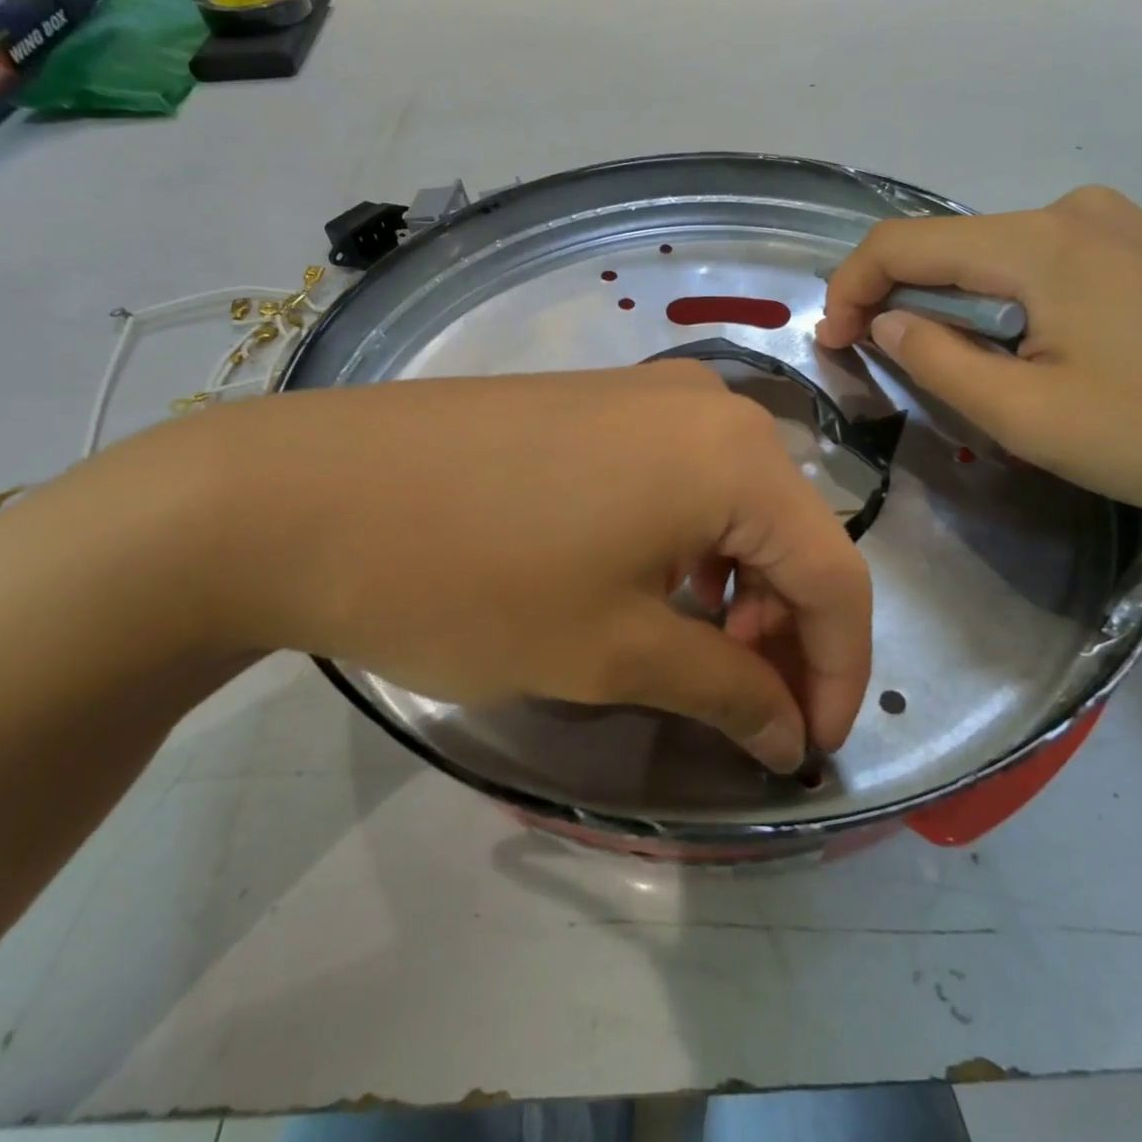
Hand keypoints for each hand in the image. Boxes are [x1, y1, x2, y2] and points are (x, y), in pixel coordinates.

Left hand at [131, 362, 871, 771]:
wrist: (302, 493)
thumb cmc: (473, 579)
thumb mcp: (613, 652)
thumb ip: (725, 692)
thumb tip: (791, 737)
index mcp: (737, 456)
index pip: (836, 576)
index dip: (839, 670)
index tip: (813, 747)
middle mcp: (712, 406)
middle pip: (789, 534)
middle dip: (785, 633)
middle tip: (750, 711)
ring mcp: (651, 393)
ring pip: (737, 506)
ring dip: (738, 589)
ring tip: (696, 655)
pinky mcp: (600, 401)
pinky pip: (682, 479)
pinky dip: (691, 545)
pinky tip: (650, 588)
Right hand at [817, 186, 1141, 550]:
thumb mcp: (1028, 414)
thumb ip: (939, 360)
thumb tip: (888, 321)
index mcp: (1037, 243)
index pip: (903, 243)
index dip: (851, 288)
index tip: (831, 342)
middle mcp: (1074, 213)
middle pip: (950, 247)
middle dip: (898, 298)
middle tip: (877, 362)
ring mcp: (1122, 227)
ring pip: (998, 259)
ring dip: (954, 305)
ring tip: (952, 368)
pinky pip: (1047, 267)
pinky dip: (1006, 303)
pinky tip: (1027, 351)